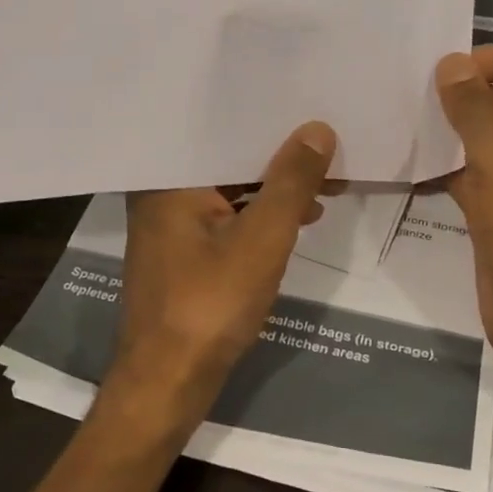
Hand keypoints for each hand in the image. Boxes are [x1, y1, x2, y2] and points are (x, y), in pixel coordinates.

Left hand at [110, 122, 338, 428]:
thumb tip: (317, 130)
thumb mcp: (262, 239)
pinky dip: (260, 218)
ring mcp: (171, 227)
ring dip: (275, 190)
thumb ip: (291, 182)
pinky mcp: (183, 256)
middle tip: (330, 145)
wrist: (168, 383)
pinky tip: (299, 219)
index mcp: (168, 179)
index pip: (223, 131)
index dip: (271, 121)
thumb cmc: (210, 305)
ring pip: (231, 192)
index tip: (312, 108)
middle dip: (280, 158)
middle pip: (228, 161)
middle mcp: (162, 194)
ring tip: (327, 183)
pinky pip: (227, 219)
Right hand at [434, 48, 492, 476]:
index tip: (455, 67)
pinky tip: (406, 159)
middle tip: (414, 87)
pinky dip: (445, 167)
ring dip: (452, 131)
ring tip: (403, 115)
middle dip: (468, 95)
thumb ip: (475, 111)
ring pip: (488, 142)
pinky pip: (473, 176)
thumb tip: (450, 64)